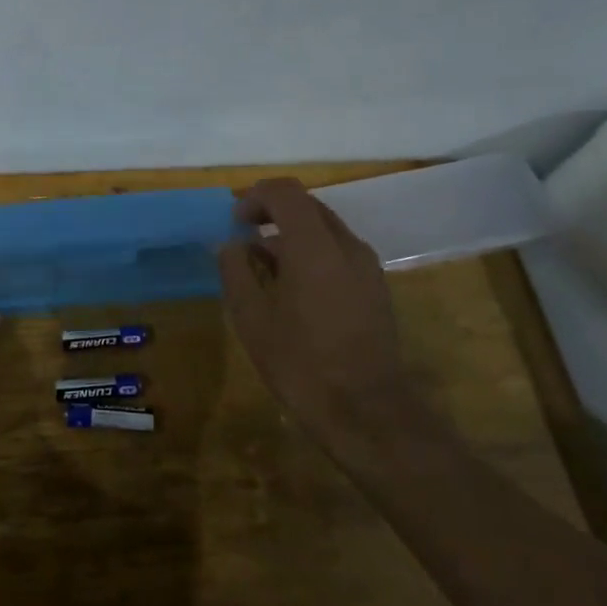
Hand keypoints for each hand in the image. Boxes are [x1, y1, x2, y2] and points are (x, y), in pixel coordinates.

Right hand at [218, 178, 409, 443]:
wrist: (367, 413)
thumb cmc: (301, 363)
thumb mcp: (251, 318)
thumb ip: (236, 271)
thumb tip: (231, 246)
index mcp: (314, 246)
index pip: (286, 192)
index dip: (255, 196)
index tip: (234, 222)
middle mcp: (346, 246)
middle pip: (307, 206)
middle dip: (272, 213)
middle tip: (243, 237)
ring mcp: (367, 267)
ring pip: (324, 230)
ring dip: (291, 235)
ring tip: (262, 268)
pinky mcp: (375, 288)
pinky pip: (338, 252)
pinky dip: (311, 254)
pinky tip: (292, 289)